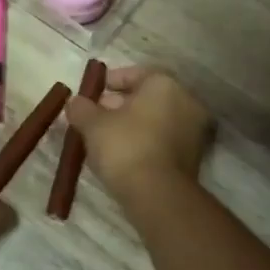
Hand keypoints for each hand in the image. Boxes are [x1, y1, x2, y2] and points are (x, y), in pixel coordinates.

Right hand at [64, 66, 213, 209]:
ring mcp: (194, 130)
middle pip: (146, 97)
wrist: (157, 195)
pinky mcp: (193, 156)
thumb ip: (81, 108)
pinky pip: (163, 140)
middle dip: (118, 105)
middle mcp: (186, 101)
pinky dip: (144, 141)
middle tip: (93, 117)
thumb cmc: (125, 147)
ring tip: (103, 138)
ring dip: (131, 125)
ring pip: (155, 120)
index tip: (89, 95)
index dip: (108, 82)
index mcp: (165, 84)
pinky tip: (122, 154)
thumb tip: (75, 102)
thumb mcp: (93, 125)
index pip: (134, 73)